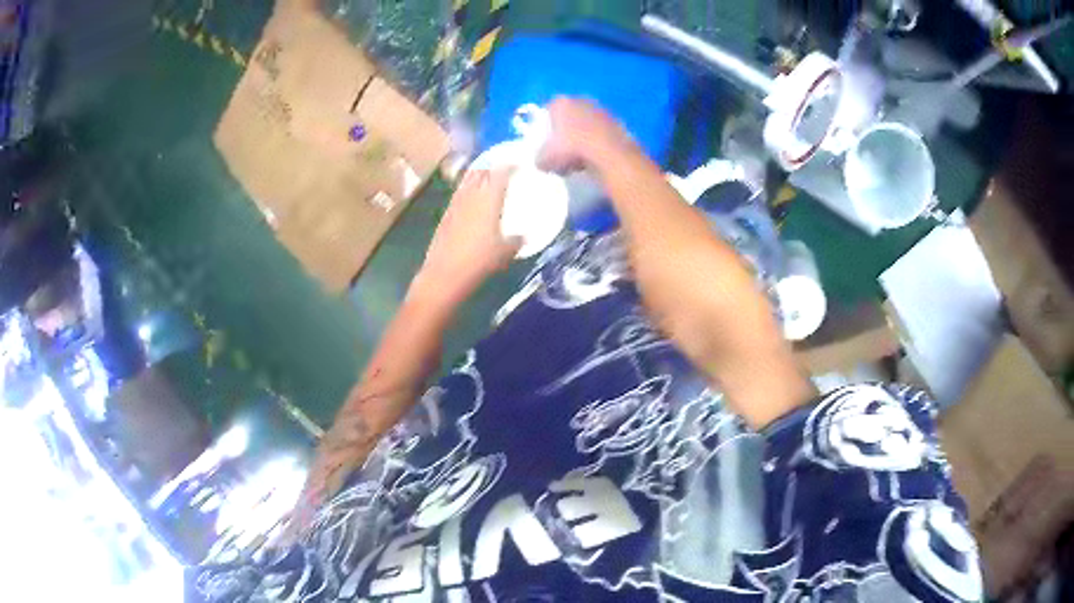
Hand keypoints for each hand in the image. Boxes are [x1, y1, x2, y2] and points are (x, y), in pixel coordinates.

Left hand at [417, 167, 520, 303]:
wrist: (444, 275)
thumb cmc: (479, 261)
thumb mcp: (505, 252)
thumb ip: (517, 240)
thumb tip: (524, 236)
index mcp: (489, 198)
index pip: (501, 172)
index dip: (511, 165)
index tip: (520, 165)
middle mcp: (471, 195)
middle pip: (481, 171)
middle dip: (493, 168)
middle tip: (504, 171)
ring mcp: (455, 204)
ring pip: (467, 181)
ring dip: (478, 177)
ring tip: (488, 181)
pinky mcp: (445, 215)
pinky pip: (459, 194)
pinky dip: (468, 191)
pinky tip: (472, 200)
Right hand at [537, 97, 636, 173]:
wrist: (609, 155)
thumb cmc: (571, 150)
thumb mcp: (544, 159)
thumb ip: (540, 157)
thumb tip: (542, 161)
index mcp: (561, 102)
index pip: (548, 110)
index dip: (546, 126)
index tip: (546, 142)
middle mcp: (582, 100)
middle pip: (570, 115)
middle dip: (566, 129)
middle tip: (563, 150)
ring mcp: (603, 111)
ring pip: (587, 124)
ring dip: (584, 137)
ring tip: (581, 158)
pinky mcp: (619, 123)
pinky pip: (603, 134)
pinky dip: (599, 144)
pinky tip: (597, 159)